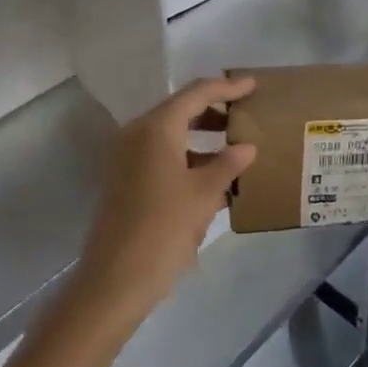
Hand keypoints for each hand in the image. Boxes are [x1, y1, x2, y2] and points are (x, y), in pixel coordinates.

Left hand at [73, 76, 256, 327]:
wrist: (114, 281)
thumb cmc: (163, 229)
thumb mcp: (204, 195)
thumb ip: (228, 164)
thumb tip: (247, 147)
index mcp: (157, 128)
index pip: (197, 93)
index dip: (227, 87)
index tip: (253, 85)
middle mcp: (138, 134)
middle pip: (182, 109)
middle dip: (215, 109)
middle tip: (247, 112)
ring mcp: (128, 158)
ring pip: (172, 134)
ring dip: (204, 135)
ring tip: (238, 144)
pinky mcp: (127, 181)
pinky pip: (164, 155)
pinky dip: (190, 156)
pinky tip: (216, 176)